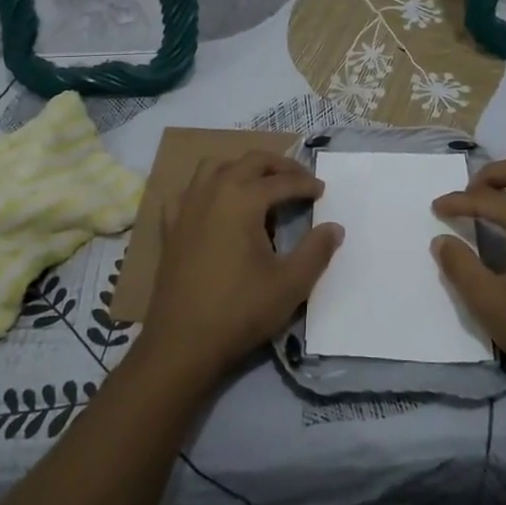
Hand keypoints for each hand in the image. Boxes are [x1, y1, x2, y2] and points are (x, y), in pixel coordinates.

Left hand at [139, 152, 344, 388]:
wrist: (183, 343)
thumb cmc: (240, 310)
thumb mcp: (291, 283)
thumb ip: (317, 251)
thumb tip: (335, 228)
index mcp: (243, 199)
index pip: (282, 182)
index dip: (306, 184)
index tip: (322, 190)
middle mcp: (213, 192)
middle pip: (249, 162)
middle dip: (278, 166)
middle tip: (299, 179)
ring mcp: (187, 207)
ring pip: (215, 167)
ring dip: (242, 168)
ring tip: (260, 184)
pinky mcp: (170, 227)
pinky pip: (188, 192)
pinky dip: (205, 188)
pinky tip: (214, 205)